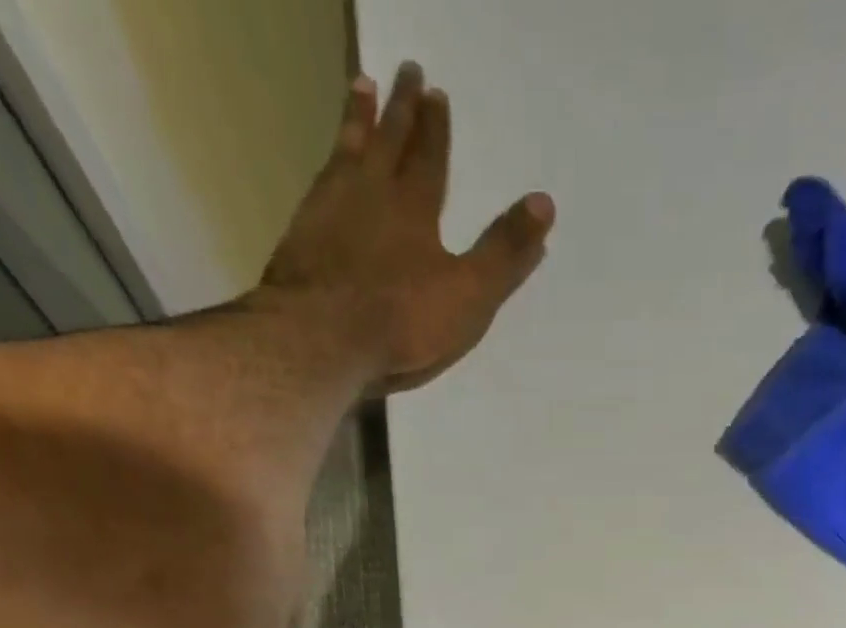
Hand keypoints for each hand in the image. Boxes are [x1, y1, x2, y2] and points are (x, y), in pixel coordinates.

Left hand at [260, 62, 554, 394]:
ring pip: (348, 151)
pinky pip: (318, 183)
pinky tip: (326, 167)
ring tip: (360, 87)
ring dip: (357, 120)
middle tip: (405, 72)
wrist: (322, 337)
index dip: (435, 128)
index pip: (429, 158)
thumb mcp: (468, 293)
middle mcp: (371, 194)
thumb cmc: (402, 320)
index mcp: (415, 208)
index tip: (436, 93)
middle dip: (400, 108)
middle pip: (388, 140)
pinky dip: (327, 165)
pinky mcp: (300, 235)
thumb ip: (504, 252)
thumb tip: (545, 203)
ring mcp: (330, 210)